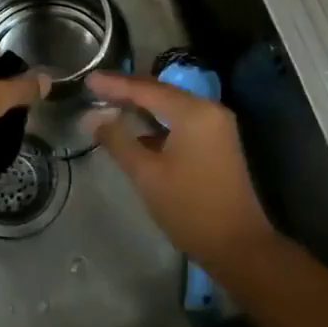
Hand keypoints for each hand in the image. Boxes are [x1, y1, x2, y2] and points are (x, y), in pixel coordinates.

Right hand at [86, 72, 277, 269]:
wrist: (239, 247)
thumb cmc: (190, 208)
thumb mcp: (147, 175)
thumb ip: (118, 141)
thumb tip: (93, 118)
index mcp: (193, 112)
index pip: (146, 89)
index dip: (114, 84)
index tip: (88, 80)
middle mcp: (208, 110)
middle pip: (161, 92)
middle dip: (128, 91)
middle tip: (96, 88)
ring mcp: (217, 126)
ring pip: (172, 106)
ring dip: (143, 106)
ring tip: (110, 104)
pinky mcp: (218, 142)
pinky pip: (182, 120)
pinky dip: (158, 122)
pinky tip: (137, 129)